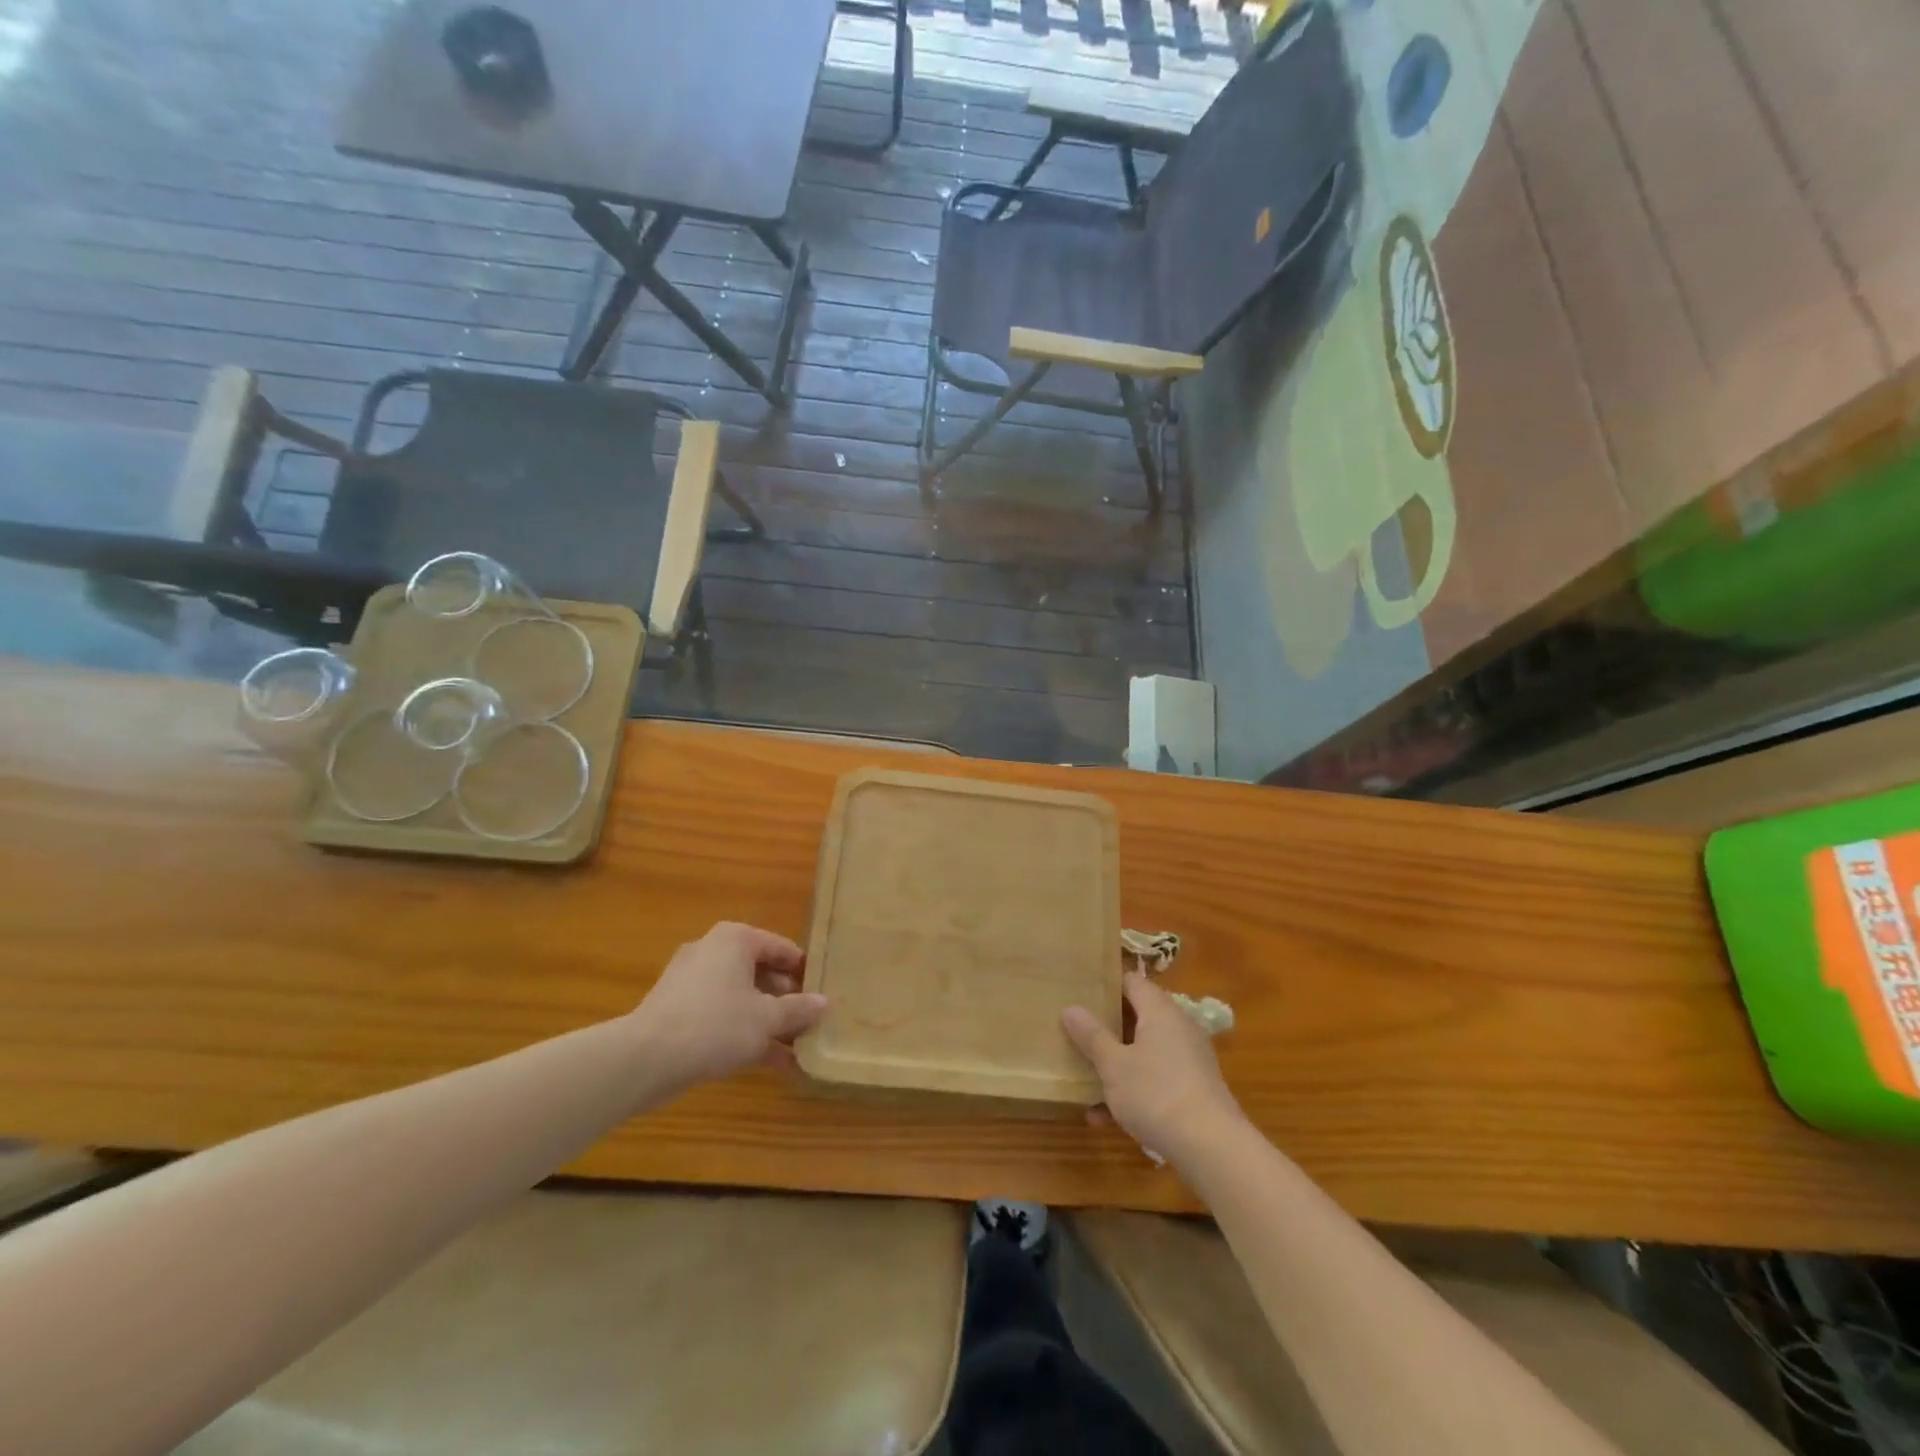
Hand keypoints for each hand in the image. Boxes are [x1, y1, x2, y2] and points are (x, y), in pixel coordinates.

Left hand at [629, 922, 827, 1093]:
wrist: (645, 1058)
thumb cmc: (715, 1024)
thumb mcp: (766, 1019)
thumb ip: (798, 1009)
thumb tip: (824, 1002)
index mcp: (736, 940)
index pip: (782, 948)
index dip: (805, 972)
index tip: (824, 994)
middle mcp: (713, 951)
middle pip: (761, 973)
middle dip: (787, 1001)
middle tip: (812, 1024)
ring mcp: (692, 982)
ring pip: (742, 998)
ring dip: (769, 1022)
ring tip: (798, 1049)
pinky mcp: (678, 1011)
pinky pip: (722, 1016)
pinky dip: (744, 1034)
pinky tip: (772, 1064)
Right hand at [1063, 972, 1244, 1166]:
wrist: (1211, 1148)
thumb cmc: (1156, 1093)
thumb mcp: (1113, 1065)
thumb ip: (1091, 1035)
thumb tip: (1070, 1008)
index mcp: (1160, 1011)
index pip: (1132, 982)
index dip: (1106, 983)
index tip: (1080, 990)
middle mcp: (1178, 1028)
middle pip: (1137, 1017)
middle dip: (1106, 1028)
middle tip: (1075, 1032)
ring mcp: (1189, 1059)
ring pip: (1144, 1052)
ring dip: (1116, 1064)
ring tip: (1084, 1080)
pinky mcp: (1193, 1089)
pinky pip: (1155, 1078)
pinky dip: (1132, 1090)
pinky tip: (1104, 1117)